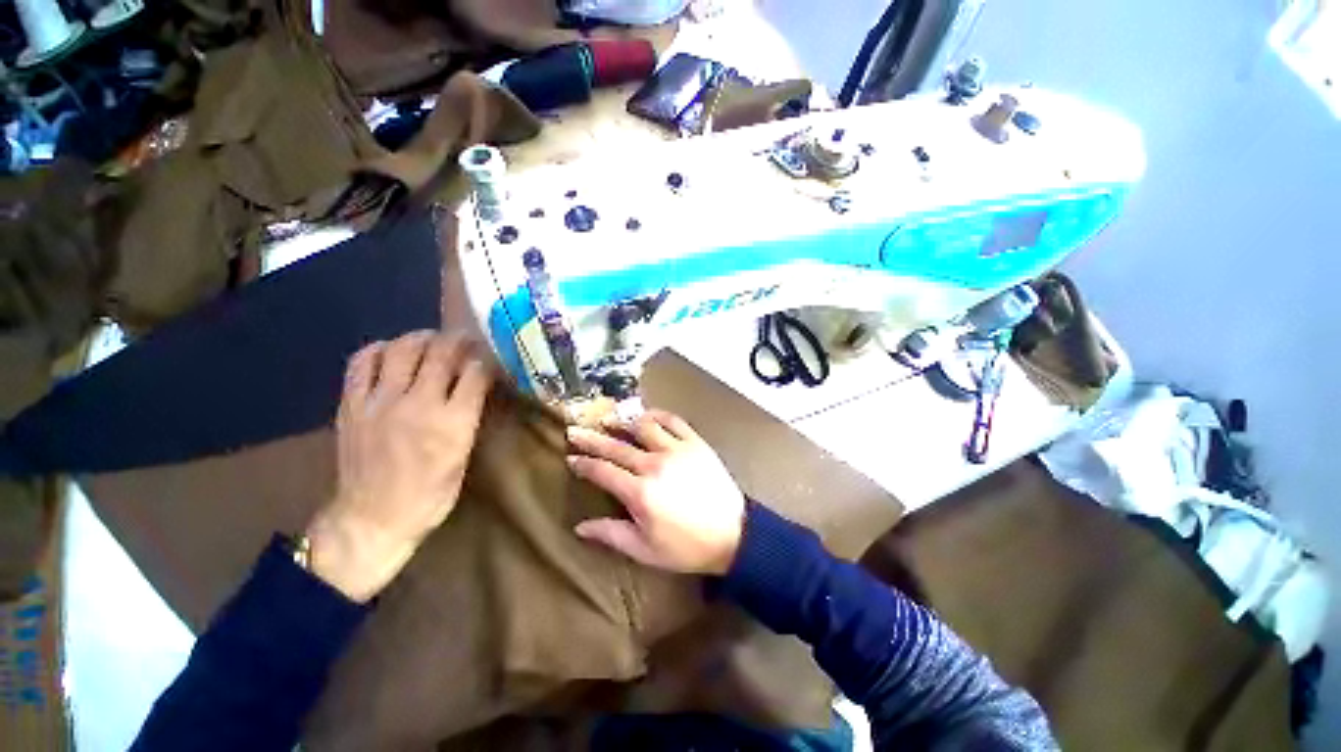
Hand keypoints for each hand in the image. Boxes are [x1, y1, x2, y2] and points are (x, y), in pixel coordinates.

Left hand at [307, 330, 493, 600]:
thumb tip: (475, 385)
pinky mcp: (352, 405)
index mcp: (453, 423)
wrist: (371, 519)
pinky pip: (362, 362)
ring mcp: (380, 402)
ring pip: (403, 349)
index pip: (476, 373)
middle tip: (466, 340)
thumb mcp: (463, 456)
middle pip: (442, 354)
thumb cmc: (430, 494)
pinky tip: (391, 352)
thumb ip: (468, 416)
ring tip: (431, 340)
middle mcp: (419, 405)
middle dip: (459, 341)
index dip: (486, 358)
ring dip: (422, 338)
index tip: (491, 355)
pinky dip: (380, 349)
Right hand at [566, 410, 745, 575]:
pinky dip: (656, 414)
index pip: (602, 471)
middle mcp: (654, 465)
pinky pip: (673, 420)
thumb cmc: (686, 547)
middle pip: (616, 446)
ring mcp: (676, 449)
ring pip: (642, 426)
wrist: (733, 535)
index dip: (583, 463)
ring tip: (609, 419)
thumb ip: (610, 535)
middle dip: (592, 438)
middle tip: (575, 430)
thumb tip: (579, 527)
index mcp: (640, 493)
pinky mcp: (695, 442)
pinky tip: (645, 415)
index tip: (571, 457)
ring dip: (622, 421)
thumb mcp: (645, 550)